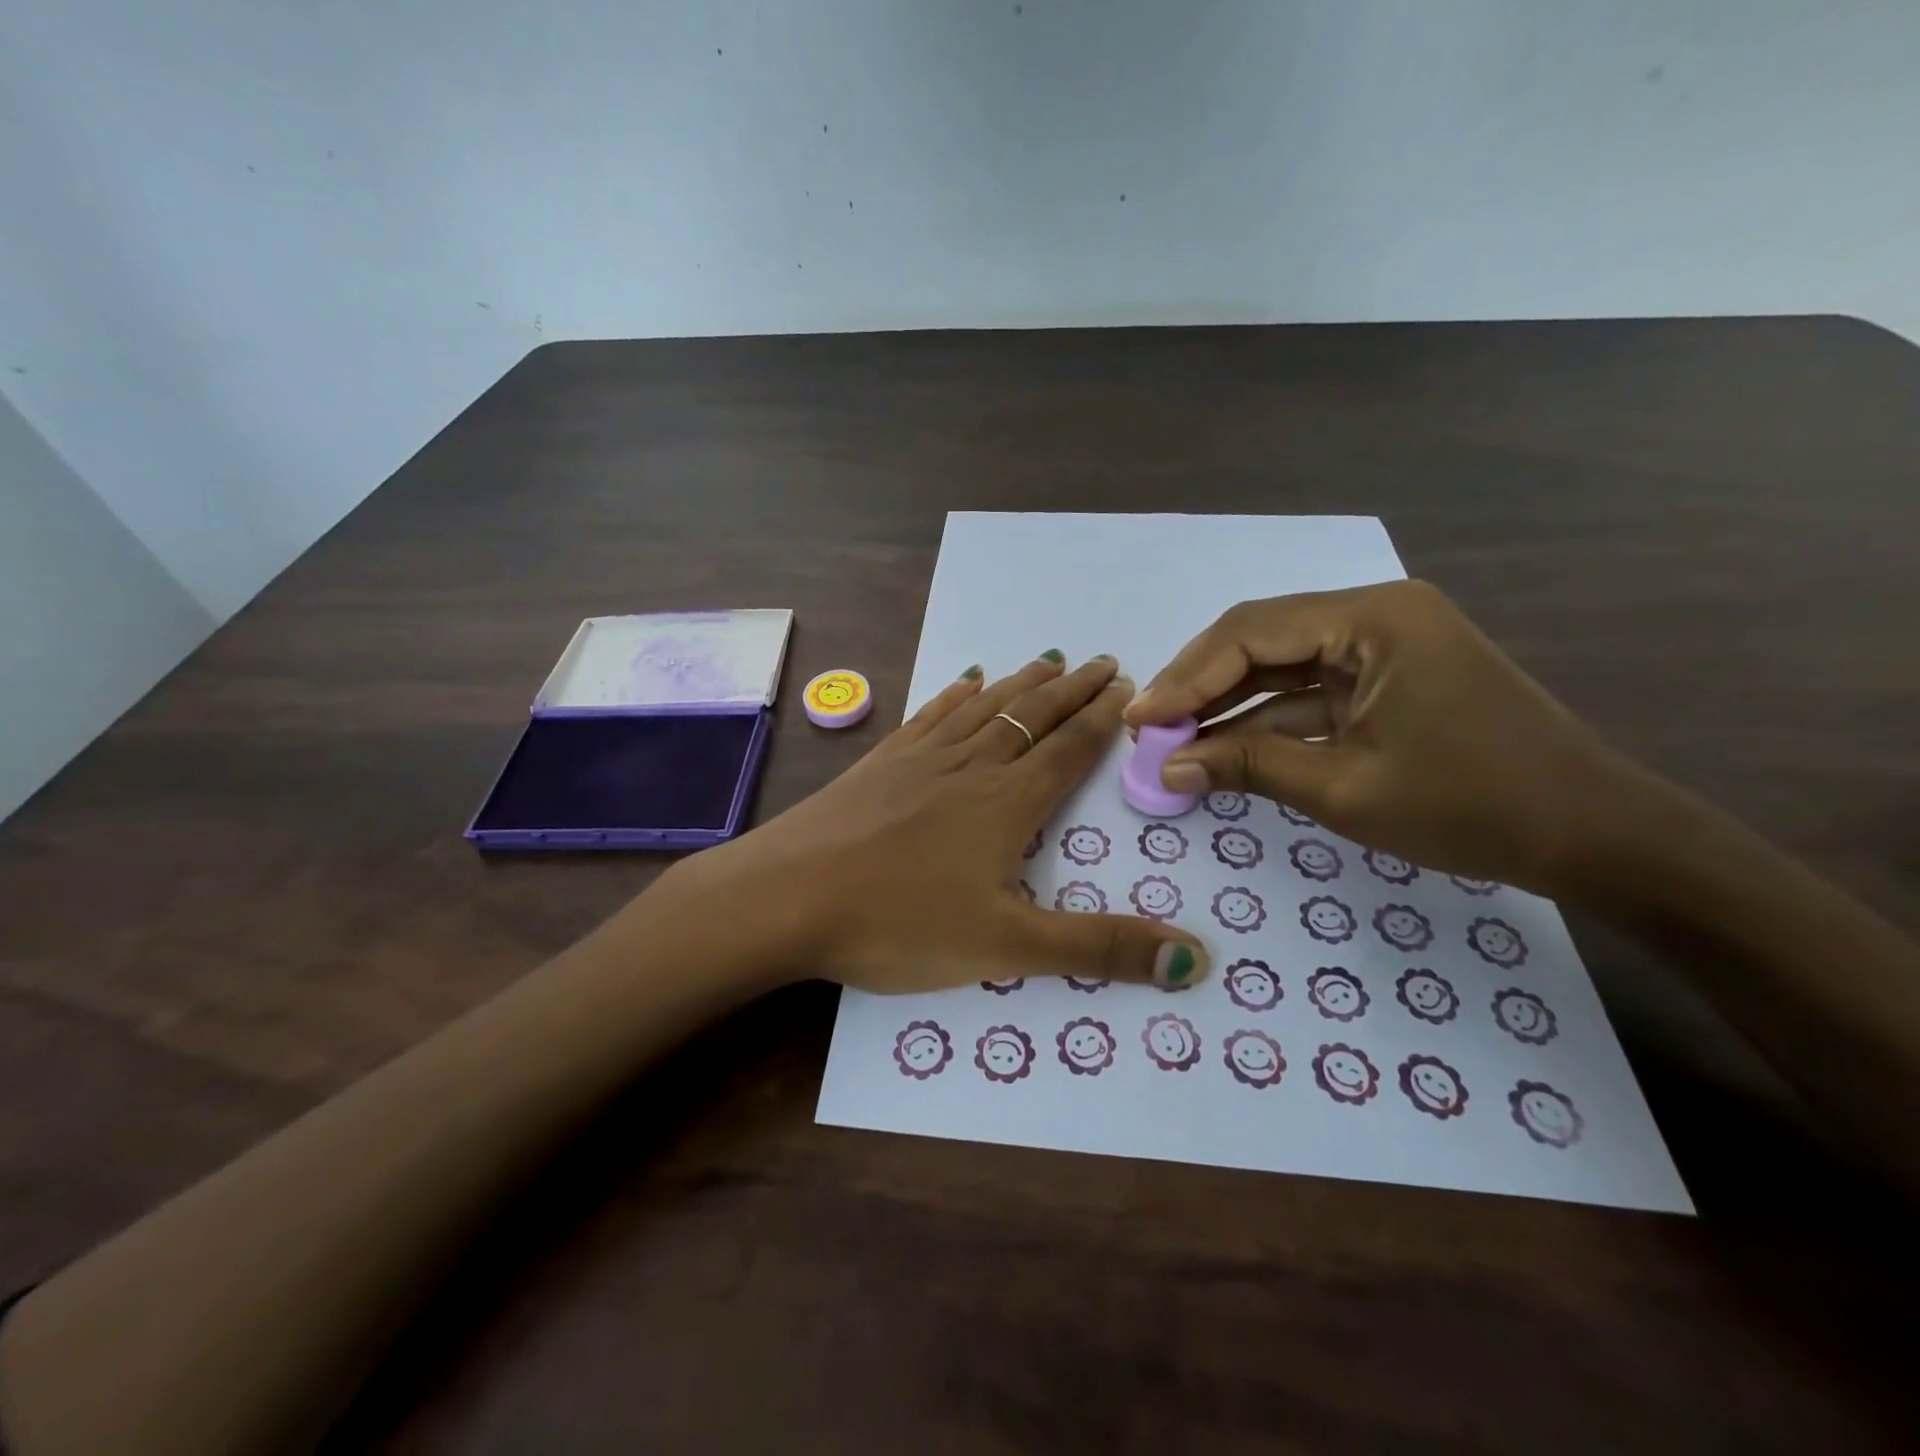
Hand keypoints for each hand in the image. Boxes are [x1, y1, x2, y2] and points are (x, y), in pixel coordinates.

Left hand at [665, 653, 1208, 991]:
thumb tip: (1197, 962)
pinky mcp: (879, 764)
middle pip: (1032, 717)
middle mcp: (970, 768)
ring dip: (1020, 685)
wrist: (786, 896)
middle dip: (1071, 690)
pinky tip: (963, 681)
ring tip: (1047, 660)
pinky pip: (929, 717)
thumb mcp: (1008, 948)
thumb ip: (1100, 949)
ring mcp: (920, 760)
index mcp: (1007, 804)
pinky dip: (954, 696)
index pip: (1069, 750)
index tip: (1126, 686)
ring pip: (984, 709)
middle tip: (1101, 661)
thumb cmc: (899, 923)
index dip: (1101, 719)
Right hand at [1124, 581, 1642, 894]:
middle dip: (1200, 685)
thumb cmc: (1471, 806)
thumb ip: (1247, 766)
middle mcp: (1375, 614)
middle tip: (1150, 728)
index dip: (1186, 676)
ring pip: (1279, 664)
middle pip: (1260, 639)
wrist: (1593, 836)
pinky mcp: (1386, 678)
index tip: (1141, 719)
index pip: (1251, 632)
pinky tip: (1223, 745)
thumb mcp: (1344, 788)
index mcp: (1373, 619)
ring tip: (1173, 738)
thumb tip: (1167, 768)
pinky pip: (1309, 689)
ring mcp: (1383, 646)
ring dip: (1227, 702)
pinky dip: (1265, 718)